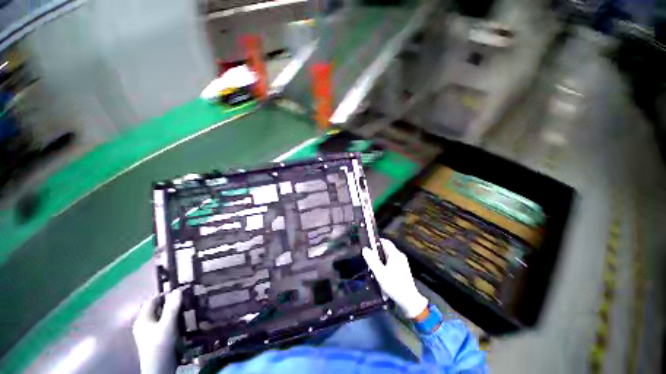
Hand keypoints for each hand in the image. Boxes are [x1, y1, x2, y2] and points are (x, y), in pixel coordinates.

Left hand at [133, 289, 181, 373]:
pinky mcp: (154, 339)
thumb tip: (179, 289)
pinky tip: (180, 322)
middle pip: (156, 308)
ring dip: (171, 312)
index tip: (180, 291)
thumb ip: (172, 307)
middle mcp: (143, 323)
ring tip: (185, 309)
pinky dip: (171, 320)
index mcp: (142, 318)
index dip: (165, 294)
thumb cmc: (160, 344)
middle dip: (170, 303)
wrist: (159, 368)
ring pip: (160, 317)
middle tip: (185, 299)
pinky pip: (162, 324)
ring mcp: (148, 332)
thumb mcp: (168, 324)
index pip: (153, 300)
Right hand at [363, 238, 427, 318]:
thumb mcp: (380, 273)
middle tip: (369, 258)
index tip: (368, 246)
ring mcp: (402, 262)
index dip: (376, 242)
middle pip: (386, 248)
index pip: (385, 241)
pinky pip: (392, 261)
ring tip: (373, 267)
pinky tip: (381, 273)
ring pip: (388, 256)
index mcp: (395, 254)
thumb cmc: (394, 285)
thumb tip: (365, 249)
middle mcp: (399, 255)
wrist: (409, 300)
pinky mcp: (403, 269)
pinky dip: (385, 264)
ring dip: (380, 259)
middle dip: (377, 252)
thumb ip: (372, 260)